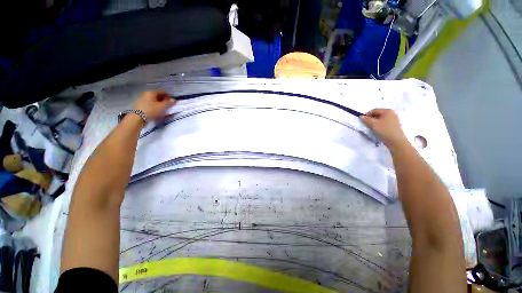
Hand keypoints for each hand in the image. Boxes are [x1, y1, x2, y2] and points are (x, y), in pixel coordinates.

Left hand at [133, 90, 175, 119]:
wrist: (138, 118)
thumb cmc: (151, 110)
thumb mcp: (162, 107)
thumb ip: (169, 103)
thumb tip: (174, 100)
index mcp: (151, 92)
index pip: (162, 91)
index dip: (169, 96)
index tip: (172, 101)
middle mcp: (146, 94)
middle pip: (158, 96)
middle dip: (165, 101)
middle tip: (169, 106)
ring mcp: (143, 100)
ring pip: (155, 101)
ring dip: (161, 105)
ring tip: (165, 111)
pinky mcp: (141, 106)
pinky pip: (152, 105)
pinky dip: (157, 108)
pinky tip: (160, 113)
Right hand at [360, 109, 408, 150]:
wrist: (396, 141)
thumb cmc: (384, 131)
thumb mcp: (373, 125)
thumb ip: (366, 120)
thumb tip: (361, 116)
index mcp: (387, 111)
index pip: (374, 110)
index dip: (367, 115)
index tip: (363, 121)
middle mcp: (392, 113)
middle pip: (378, 114)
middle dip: (371, 118)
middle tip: (367, 124)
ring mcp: (394, 119)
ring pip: (381, 118)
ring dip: (375, 122)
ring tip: (372, 127)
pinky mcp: (394, 124)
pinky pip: (384, 122)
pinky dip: (379, 124)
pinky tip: (378, 130)